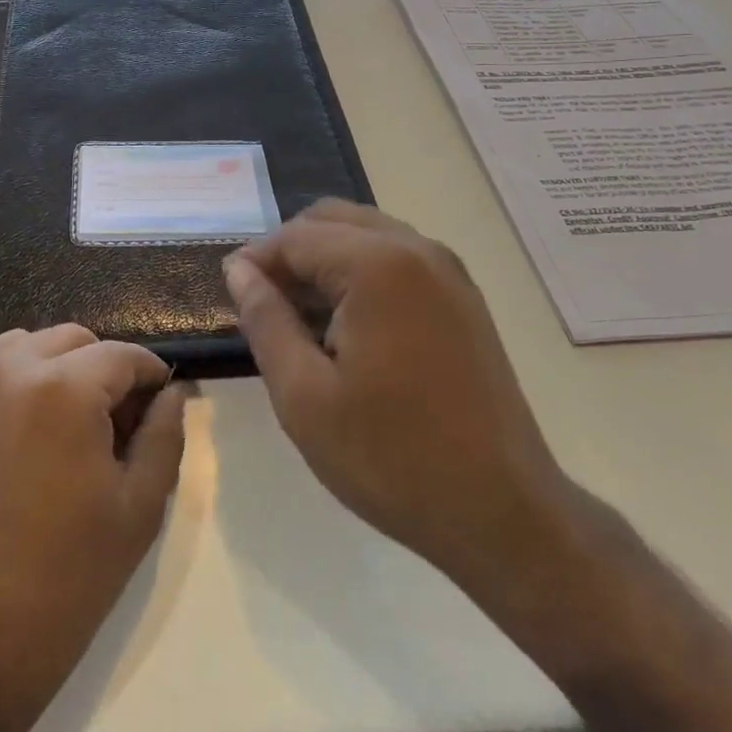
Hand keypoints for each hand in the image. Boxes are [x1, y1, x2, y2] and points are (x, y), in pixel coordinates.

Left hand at [0, 324, 185, 731]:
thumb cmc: (62, 585)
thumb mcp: (138, 511)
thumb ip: (164, 436)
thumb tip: (171, 392)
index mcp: (63, 389)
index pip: (121, 354)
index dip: (149, 375)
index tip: (156, 404)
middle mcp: (6, 372)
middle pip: (71, 340)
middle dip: (100, 369)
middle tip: (109, 424)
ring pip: (21, 347)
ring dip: (51, 370)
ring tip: (59, 428)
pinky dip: (6, 389)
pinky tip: (11, 443)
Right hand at [223, 200, 577, 610]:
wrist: (502, 512)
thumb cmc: (391, 457)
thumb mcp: (303, 396)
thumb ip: (265, 320)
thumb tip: (238, 270)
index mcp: (378, 265)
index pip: (296, 237)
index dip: (255, 260)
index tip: (230, 294)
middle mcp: (417, 249)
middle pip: (332, 220)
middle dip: (289, 252)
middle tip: (263, 304)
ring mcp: (448, 271)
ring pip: (366, 234)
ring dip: (325, 260)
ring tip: (300, 317)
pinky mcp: (464, 297)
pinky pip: (397, 258)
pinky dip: (360, 273)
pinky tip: (347, 325)